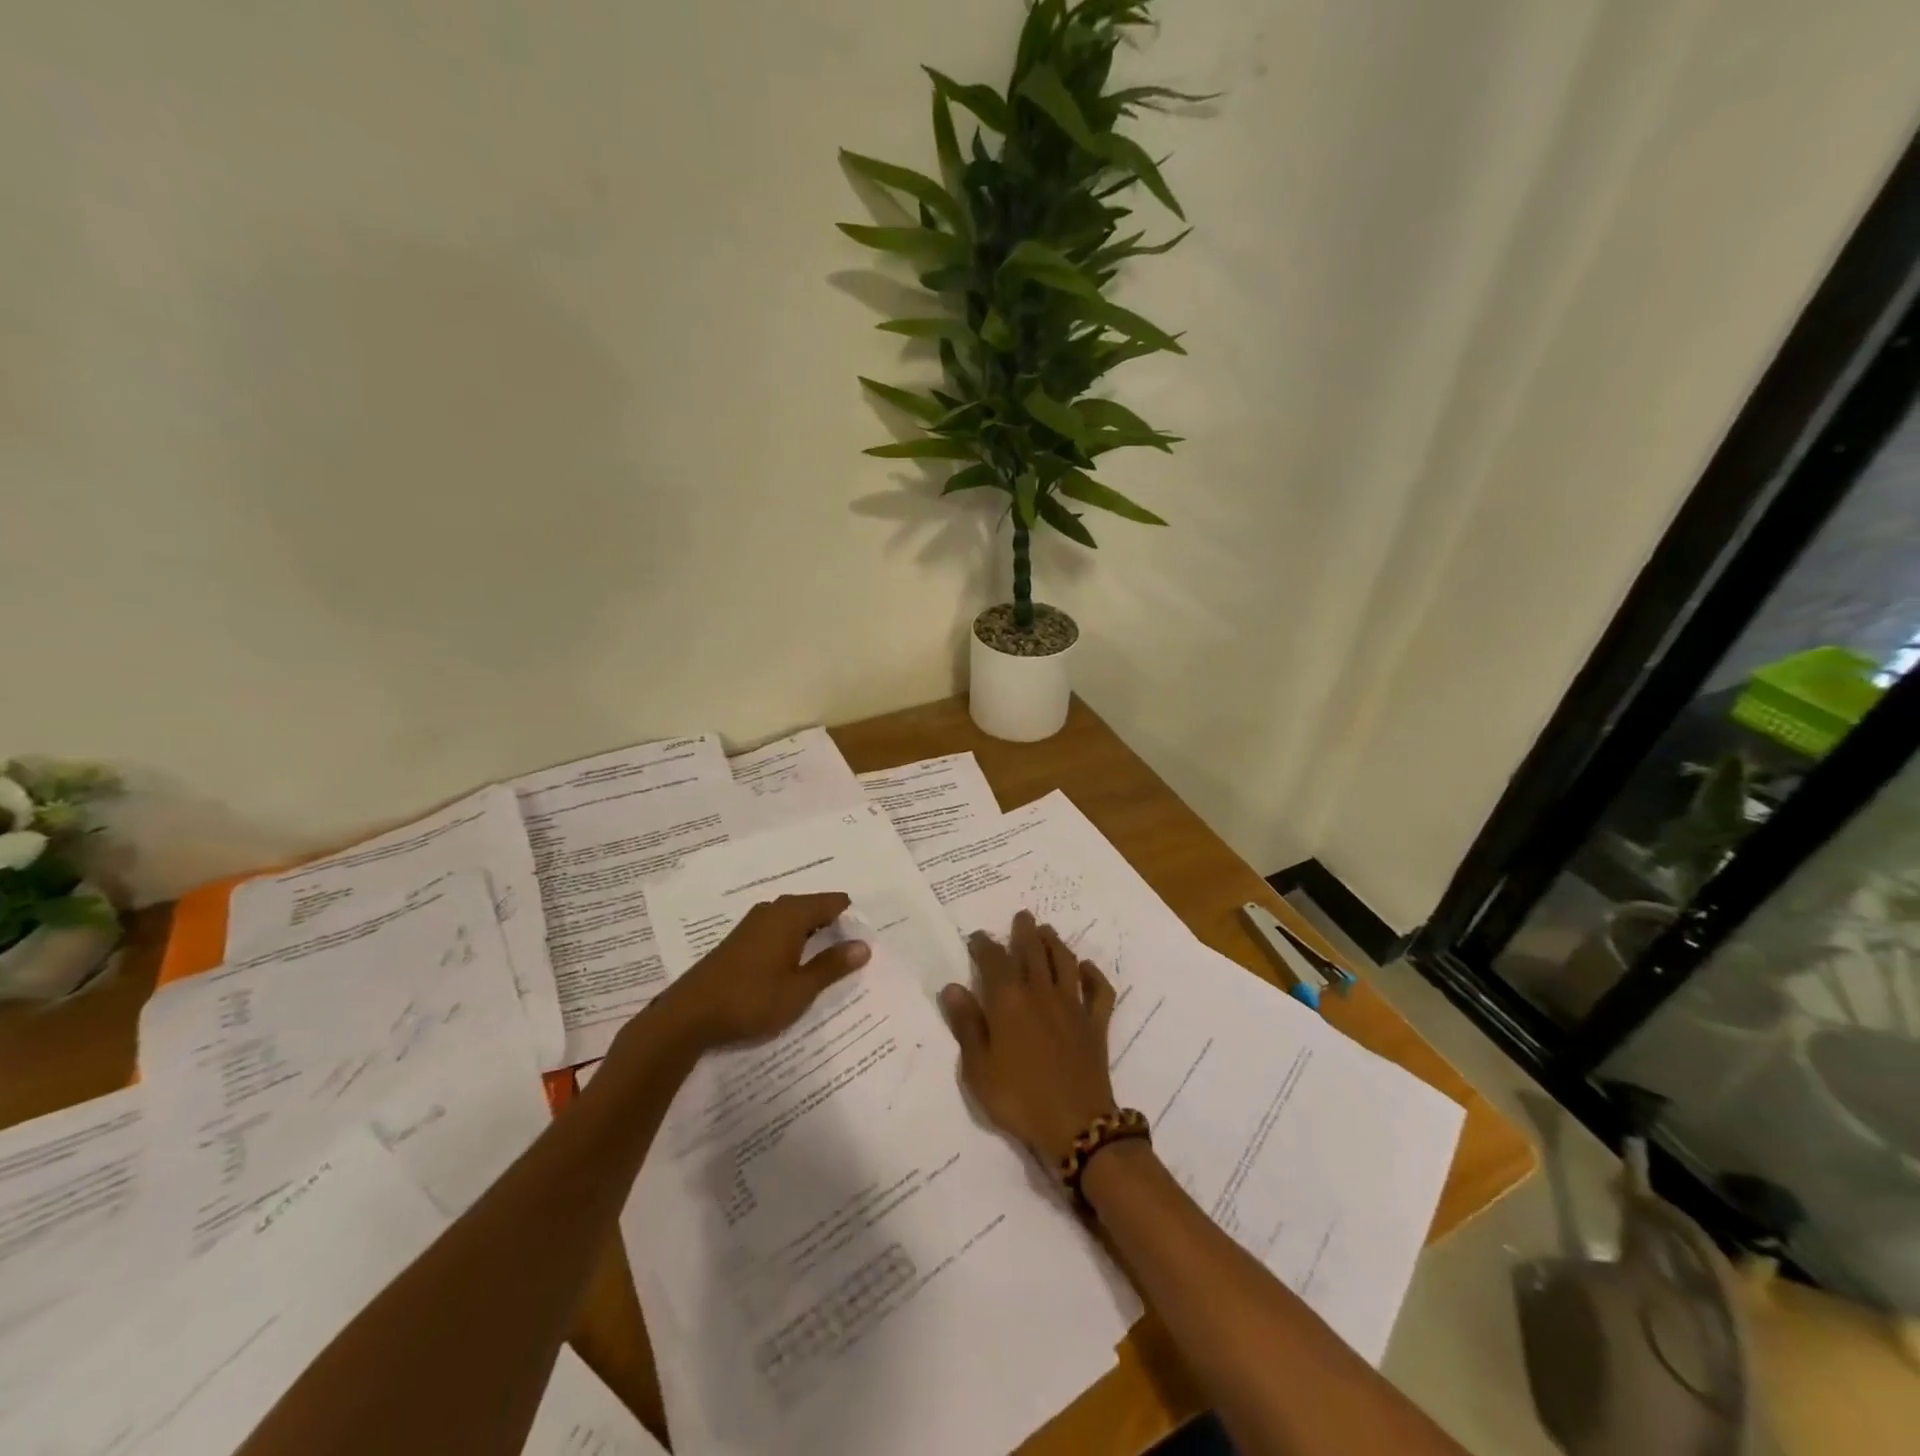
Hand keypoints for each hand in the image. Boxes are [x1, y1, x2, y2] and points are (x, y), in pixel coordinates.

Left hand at [662, 892, 869, 1048]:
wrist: (688, 1016)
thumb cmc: (751, 1000)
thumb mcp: (800, 989)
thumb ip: (832, 966)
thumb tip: (863, 945)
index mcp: (791, 914)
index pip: (832, 902)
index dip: (852, 917)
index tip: (866, 937)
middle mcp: (773, 910)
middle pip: (813, 907)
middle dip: (834, 925)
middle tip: (853, 950)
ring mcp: (753, 924)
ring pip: (793, 919)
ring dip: (812, 934)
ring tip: (828, 959)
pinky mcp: (739, 940)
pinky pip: (777, 929)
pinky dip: (792, 941)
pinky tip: (795, 964)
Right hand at [940, 910, 1119, 1166]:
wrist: (1075, 1125)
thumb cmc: (1018, 1097)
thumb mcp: (978, 1068)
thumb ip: (966, 1024)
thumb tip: (953, 987)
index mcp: (1009, 1000)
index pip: (994, 960)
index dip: (985, 945)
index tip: (978, 937)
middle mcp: (1041, 992)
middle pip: (1033, 951)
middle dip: (1025, 931)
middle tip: (1022, 916)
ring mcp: (1072, 1006)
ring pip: (1064, 962)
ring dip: (1055, 943)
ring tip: (1047, 931)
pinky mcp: (1095, 1023)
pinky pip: (1099, 991)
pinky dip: (1093, 976)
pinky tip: (1086, 969)